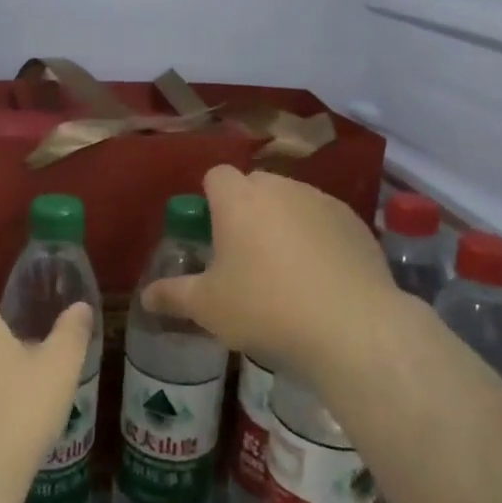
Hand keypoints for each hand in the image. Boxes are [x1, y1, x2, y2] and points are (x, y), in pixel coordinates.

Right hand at [142, 166, 397, 384]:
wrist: (353, 326)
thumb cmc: (266, 308)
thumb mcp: (208, 308)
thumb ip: (173, 295)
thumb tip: (146, 296)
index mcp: (238, 199)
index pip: (215, 176)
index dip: (210, 200)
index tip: (211, 234)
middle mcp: (280, 187)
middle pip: (255, 186)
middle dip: (246, 210)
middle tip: (244, 256)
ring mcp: (322, 201)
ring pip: (292, 201)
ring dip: (283, 222)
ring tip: (287, 270)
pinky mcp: (356, 222)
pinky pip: (324, 220)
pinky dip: (318, 237)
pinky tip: (322, 277)